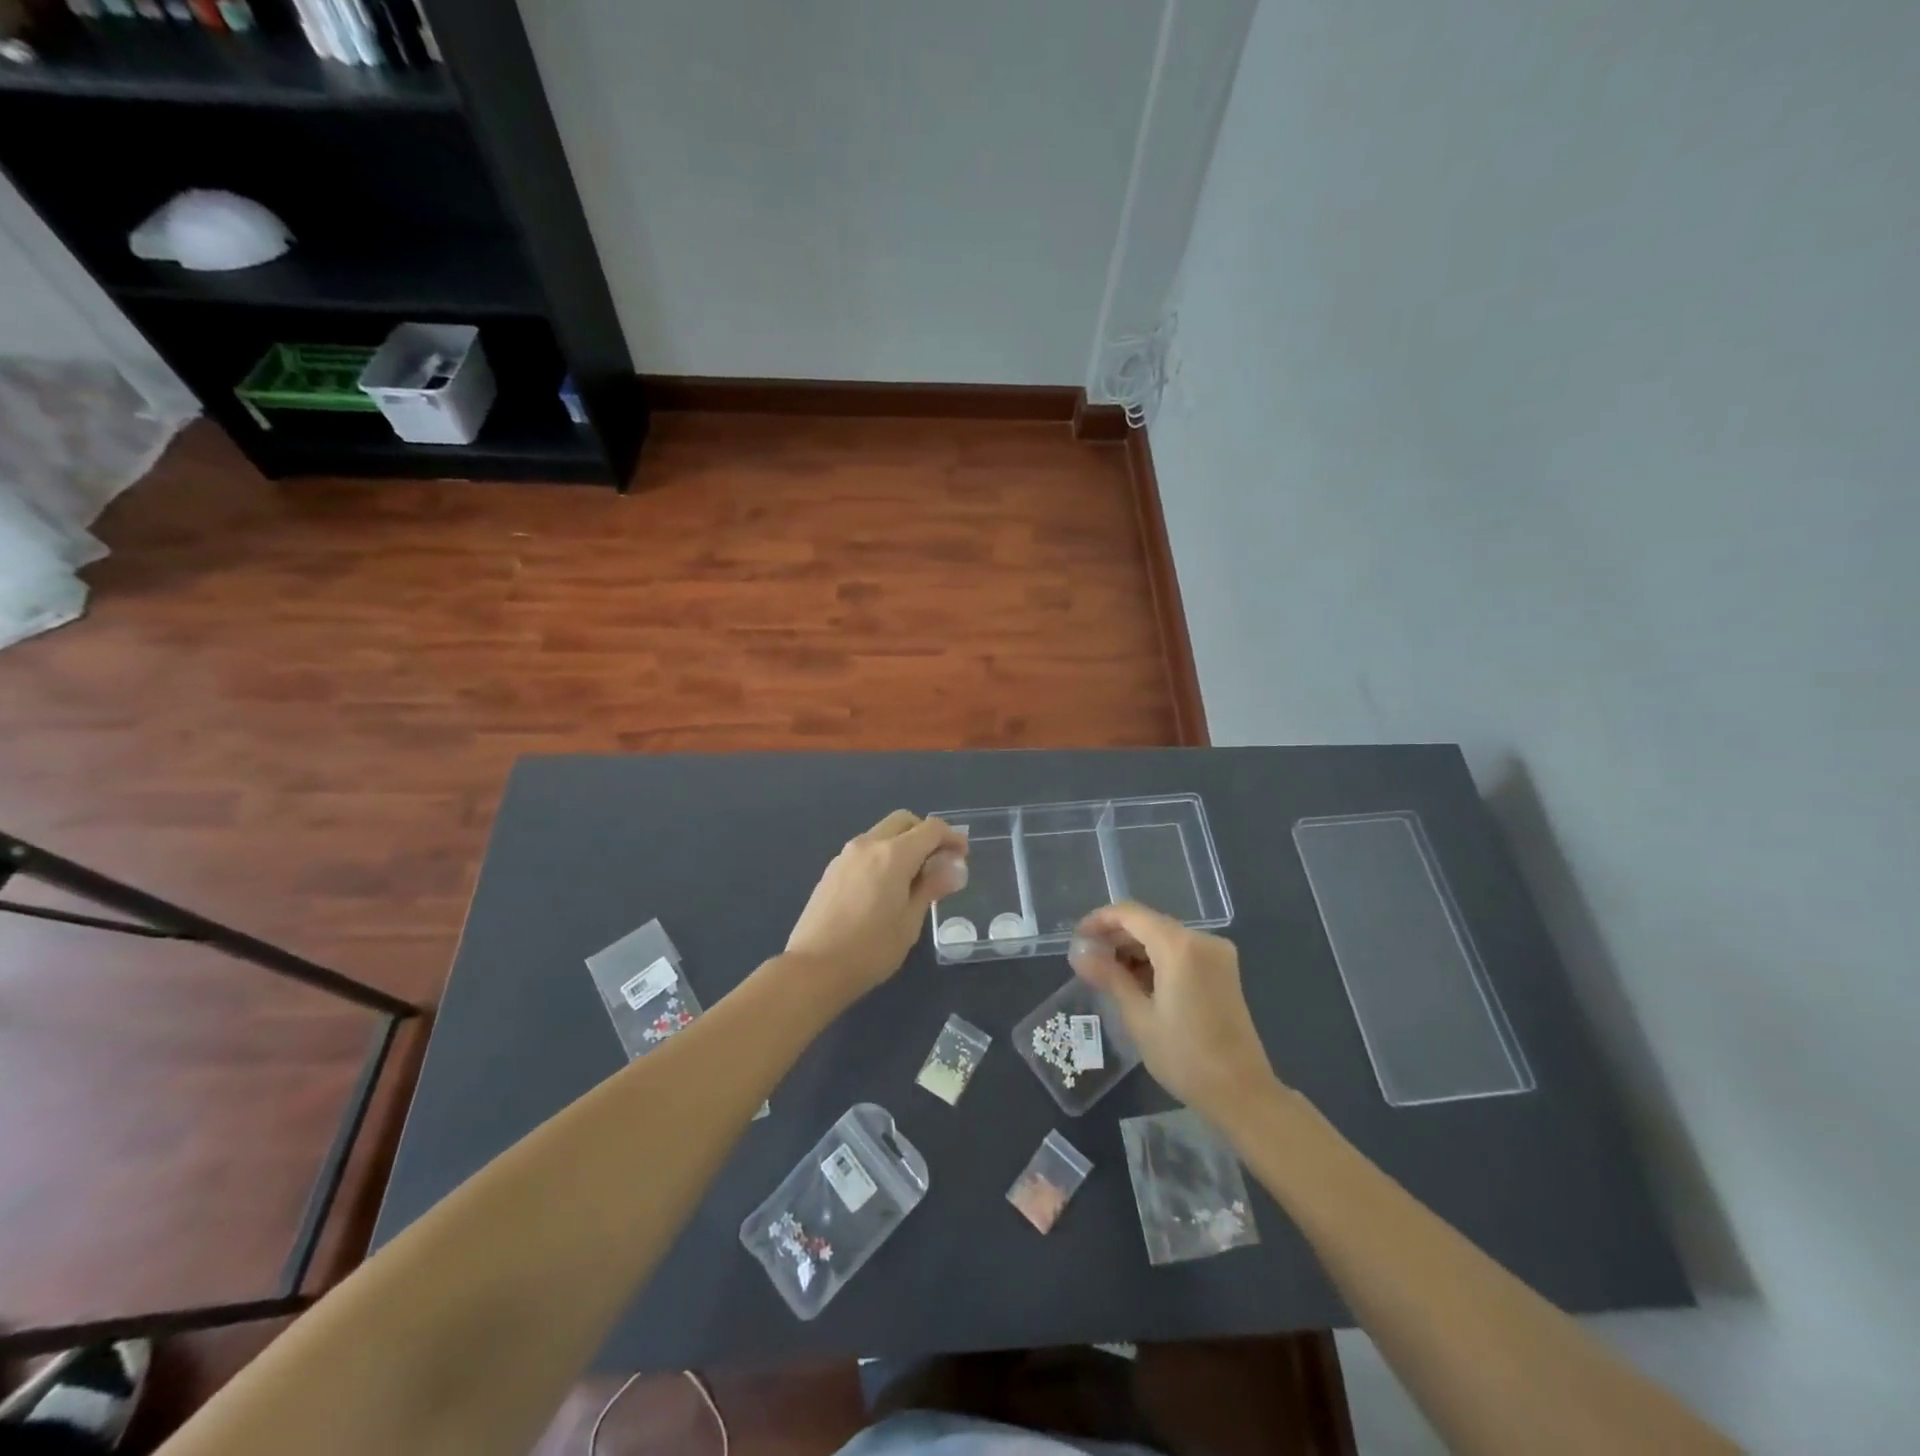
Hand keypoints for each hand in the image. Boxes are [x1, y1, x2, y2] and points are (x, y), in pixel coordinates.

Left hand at [785, 810, 967, 999]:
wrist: (814, 968)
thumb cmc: (871, 949)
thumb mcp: (910, 920)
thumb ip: (932, 886)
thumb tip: (955, 867)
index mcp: (893, 854)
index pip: (930, 829)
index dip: (952, 837)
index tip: (962, 856)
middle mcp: (868, 844)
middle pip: (904, 821)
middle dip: (925, 834)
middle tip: (938, 863)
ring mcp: (846, 855)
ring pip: (882, 834)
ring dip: (903, 844)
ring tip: (914, 879)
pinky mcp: (832, 870)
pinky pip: (866, 850)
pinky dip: (883, 856)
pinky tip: (886, 888)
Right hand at [1068, 901, 1280, 1119]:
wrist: (1242, 1093)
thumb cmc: (1185, 1056)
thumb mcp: (1138, 1017)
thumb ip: (1108, 976)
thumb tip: (1078, 952)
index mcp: (1180, 946)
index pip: (1130, 914)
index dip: (1100, 920)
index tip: (1077, 939)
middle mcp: (1202, 939)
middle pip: (1149, 923)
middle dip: (1116, 938)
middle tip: (1088, 961)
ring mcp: (1217, 954)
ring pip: (1164, 937)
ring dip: (1135, 951)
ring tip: (1108, 976)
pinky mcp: (1223, 971)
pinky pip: (1181, 952)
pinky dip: (1157, 960)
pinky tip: (1138, 983)